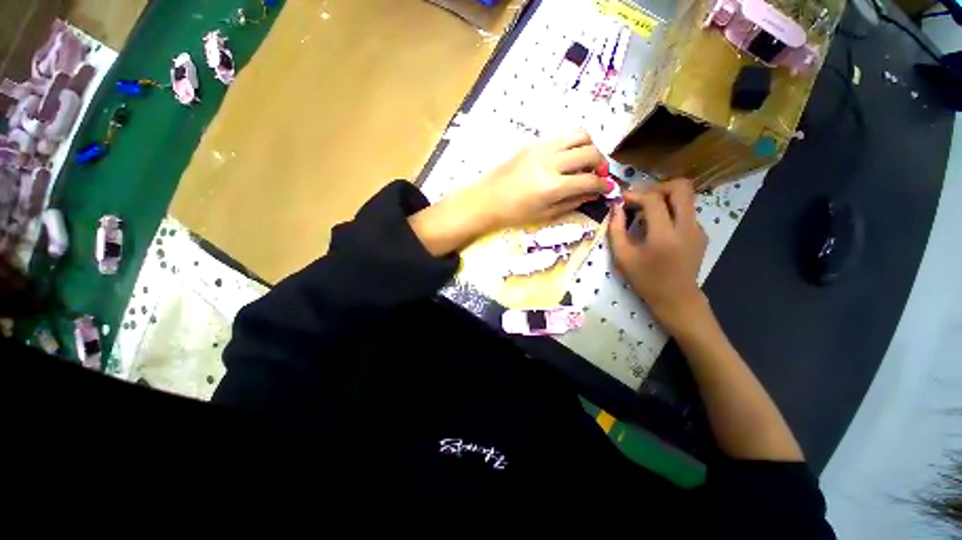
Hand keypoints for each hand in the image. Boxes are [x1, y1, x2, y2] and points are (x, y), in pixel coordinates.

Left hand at [465, 129, 613, 229]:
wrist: (485, 200)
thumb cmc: (513, 214)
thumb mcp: (544, 215)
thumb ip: (572, 203)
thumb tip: (592, 194)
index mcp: (552, 186)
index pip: (590, 180)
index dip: (604, 185)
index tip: (608, 188)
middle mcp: (550, 162)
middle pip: (590, 152)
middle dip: (601, 163)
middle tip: (597, 174)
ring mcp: (541, 148)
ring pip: (579, 134)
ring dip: (589, 147)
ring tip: (583, 162)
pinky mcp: (533, 142)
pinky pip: (561, 135)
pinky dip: (571, 143)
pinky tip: (565, 158)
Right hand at [609, 179, 707, 329]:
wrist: (676, 298)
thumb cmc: (645, 279)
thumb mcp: (623, 257)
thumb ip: (616, 229)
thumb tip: (615, 207)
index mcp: (664, 235)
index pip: (653, 198)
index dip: (635, 194)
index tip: (622, 200)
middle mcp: (687, 227)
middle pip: (681, 187)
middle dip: (658, 187)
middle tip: (641, 200)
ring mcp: (698, 229)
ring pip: (686, 197)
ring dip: (665, 198)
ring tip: (647, 213)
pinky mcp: (702, 233)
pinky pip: (687, 211)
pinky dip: (671, 211)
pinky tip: (658, 227)